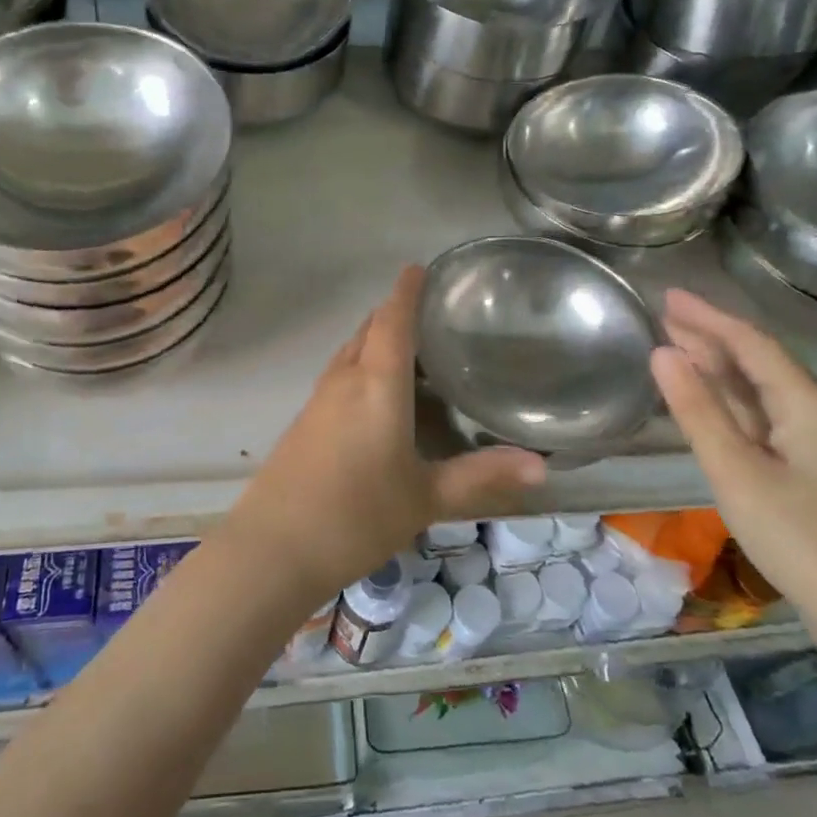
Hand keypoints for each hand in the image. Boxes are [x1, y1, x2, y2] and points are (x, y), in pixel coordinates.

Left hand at [229, 265, 546, 599]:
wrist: (273, 548)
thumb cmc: (356, 515)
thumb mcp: (425, 498)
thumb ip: (481, 477)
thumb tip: (543, 467)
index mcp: (376, 383)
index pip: (392, 319)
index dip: (407, 290)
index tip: (421, 268)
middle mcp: (344, 379)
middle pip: (369, 329)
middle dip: (395, 314)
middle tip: (433, 317)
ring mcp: (319, 400)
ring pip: (351, 352)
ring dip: (376, 340)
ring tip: (413, 352)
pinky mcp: (304, 422)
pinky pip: (339, 377)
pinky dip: (362, 368)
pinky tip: (380, 398)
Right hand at [651, 289, 816, 650]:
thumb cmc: (802, 539)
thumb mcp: (737, 472)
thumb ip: (698, 411)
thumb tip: (662, 353)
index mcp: (808, 404)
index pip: (752, 343)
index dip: (708, 317)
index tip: (667, 295)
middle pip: (760, 361)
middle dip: (711, 336)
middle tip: (663, 315)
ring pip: (762, 390)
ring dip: (720, 367)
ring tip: (676, 346)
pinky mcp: (814, 470)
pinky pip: (766, 417)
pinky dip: (731, 400)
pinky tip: (710, 401)